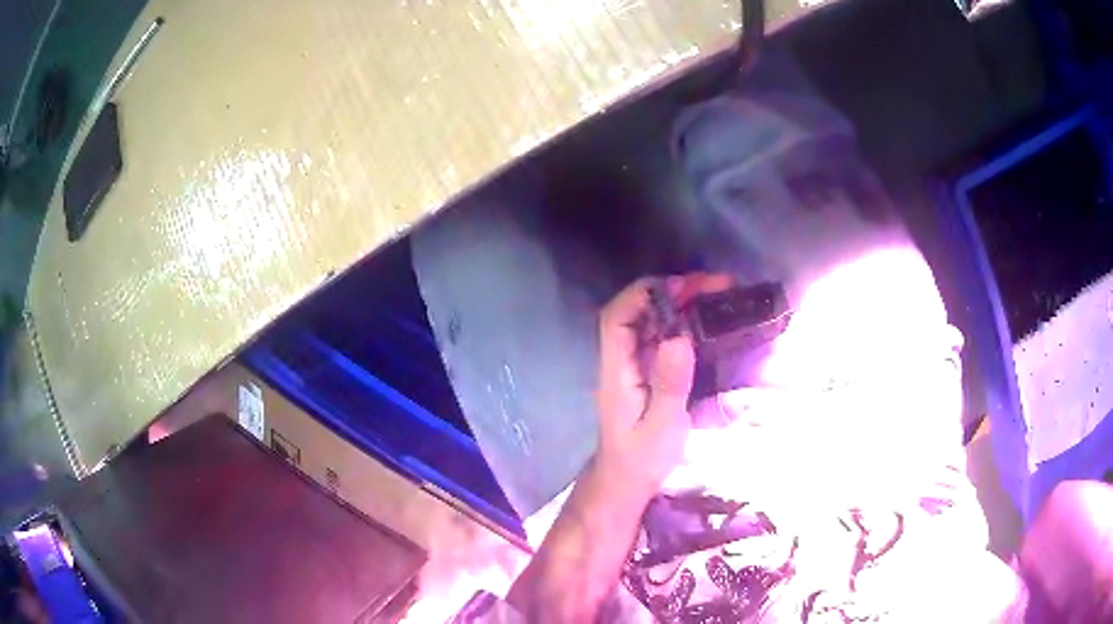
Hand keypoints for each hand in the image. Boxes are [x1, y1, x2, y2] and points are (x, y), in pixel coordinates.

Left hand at [594, 274, 731, 500]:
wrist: (625, 483)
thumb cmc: (641, 460)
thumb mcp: (662, 426)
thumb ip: (670, 384)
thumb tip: (679, 337)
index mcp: (617, 370)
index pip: (616, 318)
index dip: (643, 294)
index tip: (682, 286)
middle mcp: (620, 361)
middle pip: (636, 313)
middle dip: (671, 292)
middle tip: (714, 285)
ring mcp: (632, 366)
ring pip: (650, 323)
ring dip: (679, 304)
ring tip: (717, 294)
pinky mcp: (646, 374)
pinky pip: (660, 339)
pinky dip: (682, 323)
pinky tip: (706, 322)